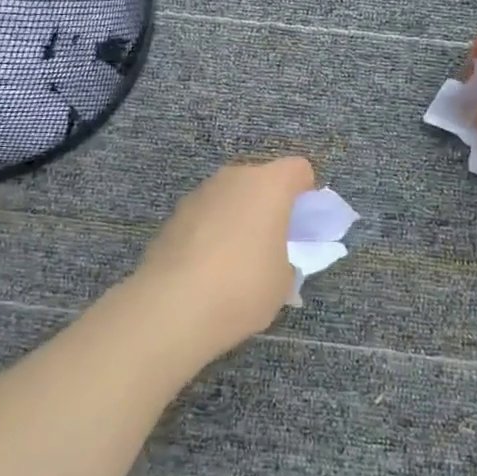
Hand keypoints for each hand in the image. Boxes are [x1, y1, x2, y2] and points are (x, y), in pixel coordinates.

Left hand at [135, 157, 317, 356]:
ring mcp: (198, 195)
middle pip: (259, 180)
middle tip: (272, 242)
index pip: (297, 169)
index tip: (302, 224)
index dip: (304, 193)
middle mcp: (232, 179)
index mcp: (268, 185)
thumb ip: (285, 260)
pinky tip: (207, 270)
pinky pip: (203, 218)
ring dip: (236, 218)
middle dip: (267, 205)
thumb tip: (272, 261)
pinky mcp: (172, 217)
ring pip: (228, 198)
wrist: (174, 306)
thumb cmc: (244, 286)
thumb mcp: (283, 281)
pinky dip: (210, 234)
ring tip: (236, 261)